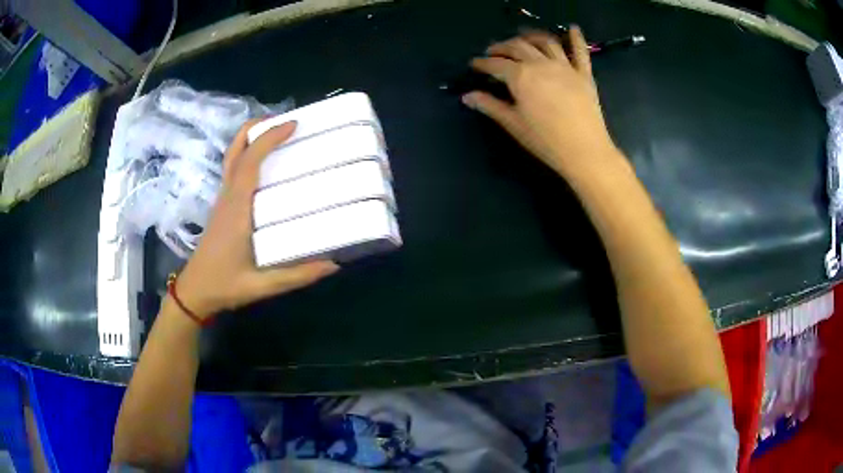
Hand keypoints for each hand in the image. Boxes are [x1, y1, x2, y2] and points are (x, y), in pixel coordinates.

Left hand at [174, 120, 338, 317]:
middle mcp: (228, 196)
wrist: (195, 291)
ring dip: (251, 138)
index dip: (269, 138)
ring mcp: (222, 199)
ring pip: (232, 156)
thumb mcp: (262, 285)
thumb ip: (297, 275)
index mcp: (237, 209)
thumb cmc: (225, 285)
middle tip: (285, 121)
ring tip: (277, 134)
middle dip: (257, 127)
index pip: (250, 162)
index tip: (294, 125)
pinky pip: (233, 169)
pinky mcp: (222, 205)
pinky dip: (248, 154)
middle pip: (235, 150)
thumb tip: (334, 264)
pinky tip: (264, 164)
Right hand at [462, 27, 619, 178]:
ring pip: (545, 42)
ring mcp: (564, 67)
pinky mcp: (583, 74)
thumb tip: (467, 96)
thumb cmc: (545, 140)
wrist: (584, 151)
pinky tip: (573, 28)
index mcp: (521, 76)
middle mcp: (540, 64)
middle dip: (502, 46)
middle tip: (494, 50)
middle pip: (518, 46)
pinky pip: (580, 51)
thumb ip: (490, 106)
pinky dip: (576, 38)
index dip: (483, 63)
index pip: (496, 64)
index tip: (474, 64)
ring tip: (523, 37)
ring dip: (531, 36)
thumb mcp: (513, 124)